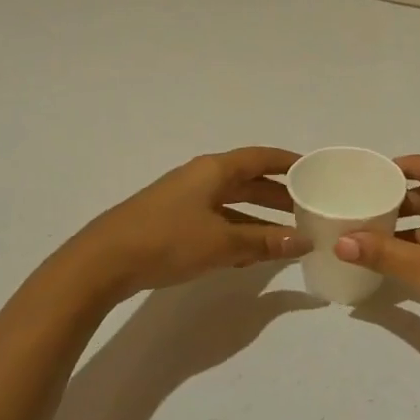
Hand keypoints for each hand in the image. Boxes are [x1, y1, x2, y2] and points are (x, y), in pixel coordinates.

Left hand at [67, 147, 310, 300]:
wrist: (103, 261)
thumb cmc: (167, 241)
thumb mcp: (222, 242)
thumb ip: (265, 242)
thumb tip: (305, 240)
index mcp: (214, 170)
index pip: (261, 158)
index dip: (289, 163)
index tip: (316, 171)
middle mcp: (201, 178)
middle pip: (249, 181)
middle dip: (279, 195)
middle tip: (309, 209)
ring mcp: (185, 200)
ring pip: (233, 203)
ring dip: (259, 218)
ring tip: (287, 236)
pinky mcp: (174, 222)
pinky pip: (217, 221)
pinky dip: (237, 232)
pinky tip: (250, 255)